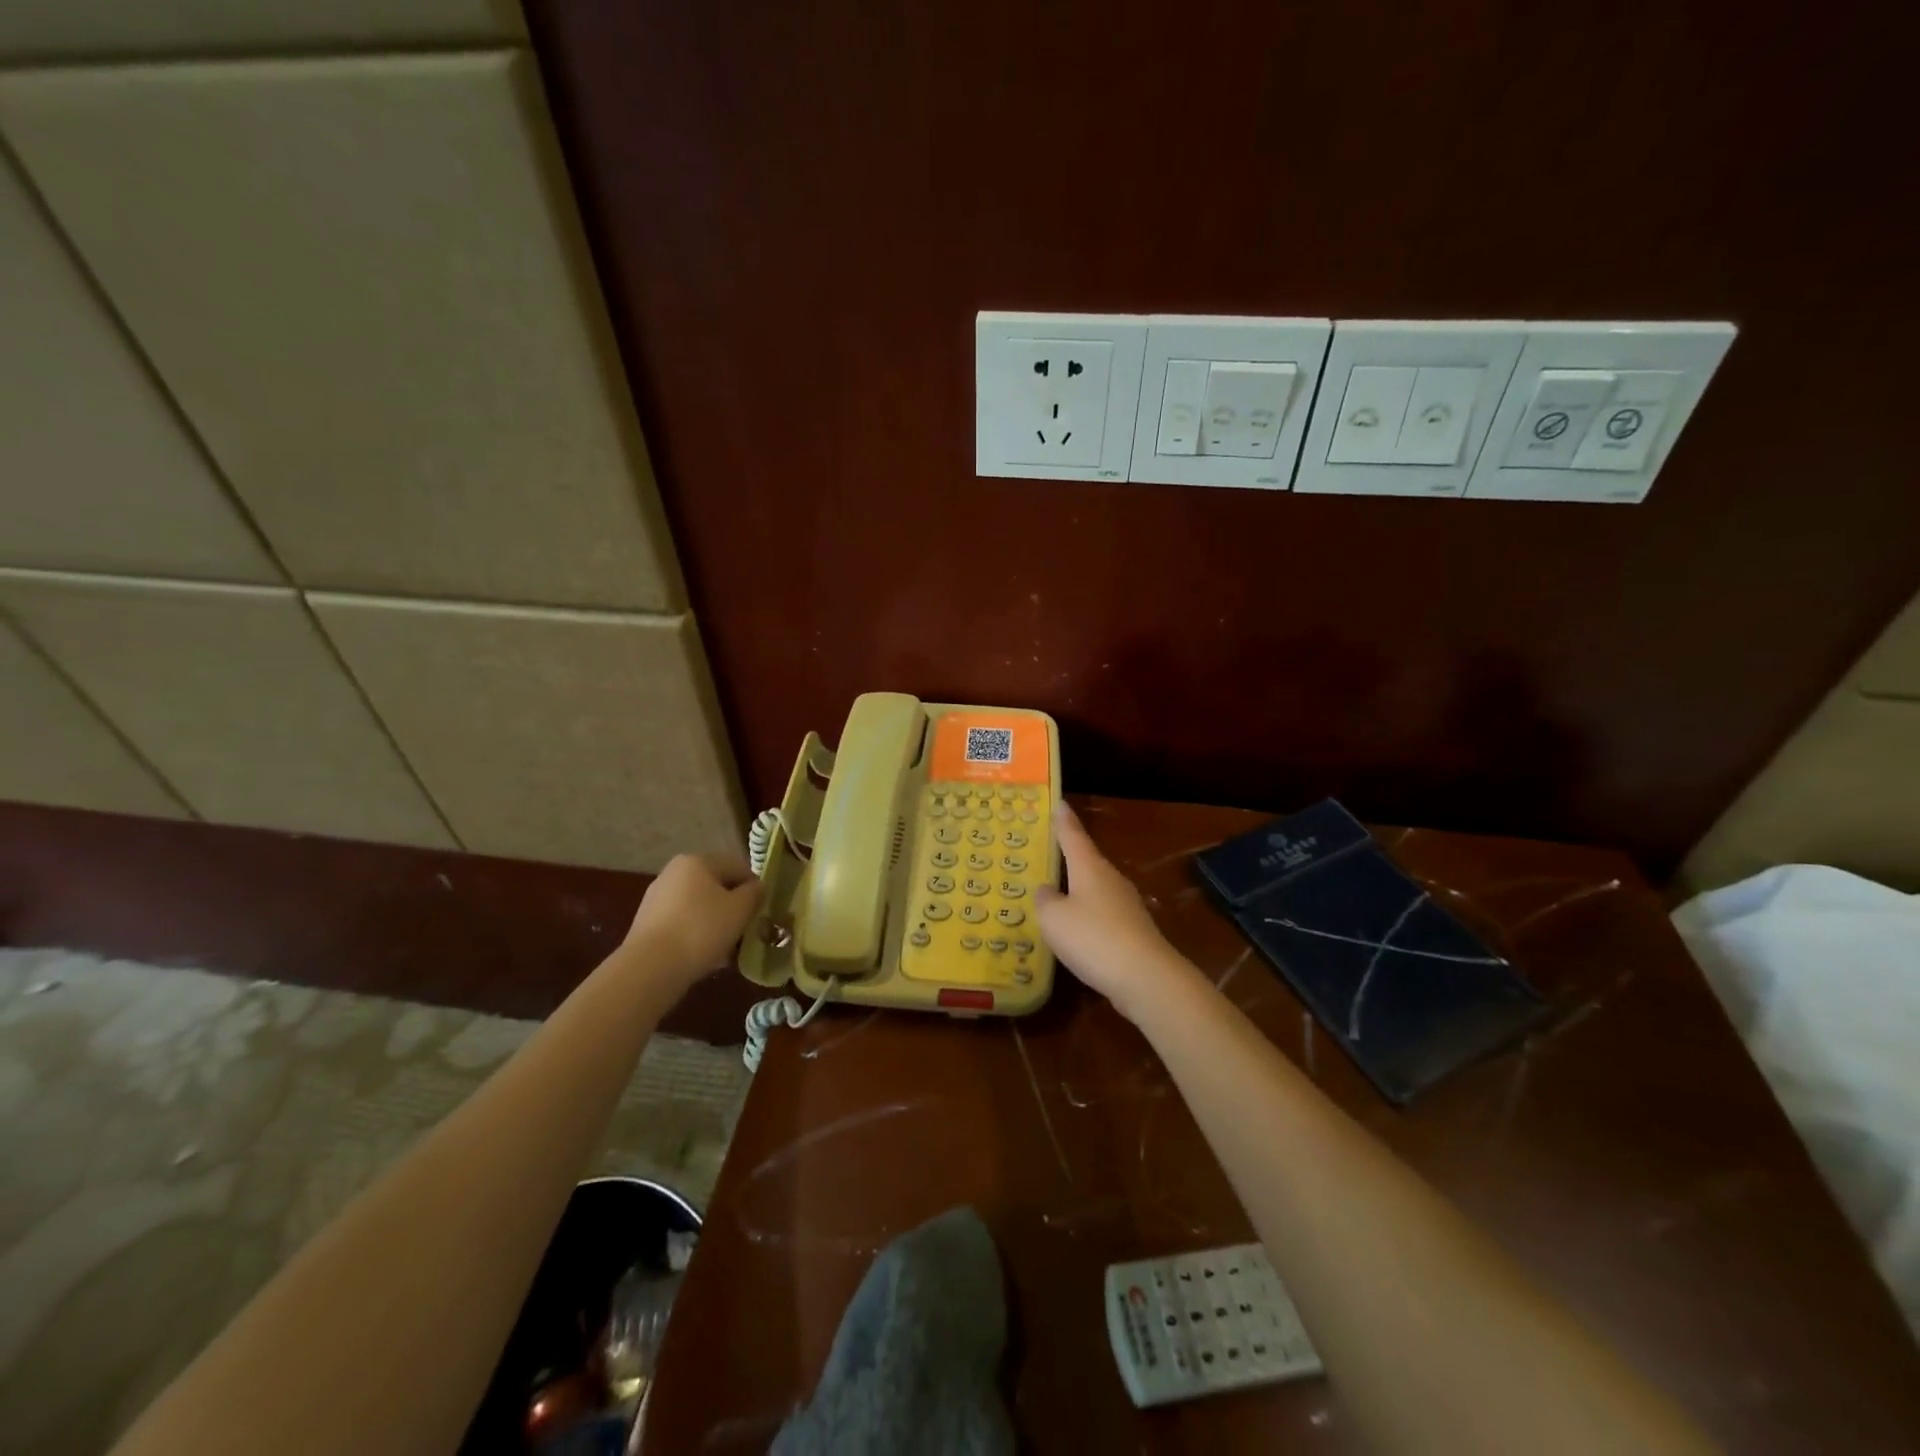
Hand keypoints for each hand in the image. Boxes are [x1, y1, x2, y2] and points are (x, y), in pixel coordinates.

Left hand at [624, 853, 763, 992]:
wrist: (650, 967)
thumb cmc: (701, 929)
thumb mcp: (740, 910)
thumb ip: (754, 893)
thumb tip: (757, 887)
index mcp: (697, 861)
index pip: (737, 866)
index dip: (754, 887)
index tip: (762, 910)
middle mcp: (674, 872)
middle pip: (716, 886)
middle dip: (733, 906)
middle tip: (747, 929)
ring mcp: (657, 898)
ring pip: (699, 906)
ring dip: (716, 922)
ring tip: (728, 948)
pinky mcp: (647, 923)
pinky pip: (682, 923)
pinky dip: (696, 934)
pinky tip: (706, 955)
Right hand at [1034, 803, 1185, 1022]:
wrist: (1145, 977)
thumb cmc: (1093, 937)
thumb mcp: (1053, 918)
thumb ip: (1045, 900)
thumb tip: (1047, 890)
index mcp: (1089, 867)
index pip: (1072, 835)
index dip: (1063, 819)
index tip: (1058, 802)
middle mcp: (1110, 878)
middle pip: (1086, 860)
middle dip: (1068, 855)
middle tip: (1047, 849)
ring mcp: (1125, 904)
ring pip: (1095, 887)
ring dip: (1077, 887)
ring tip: (1055, 892)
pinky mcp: (1132, 929)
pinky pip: (1102, 913)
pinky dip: (1087, 915)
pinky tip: (1076, 928)